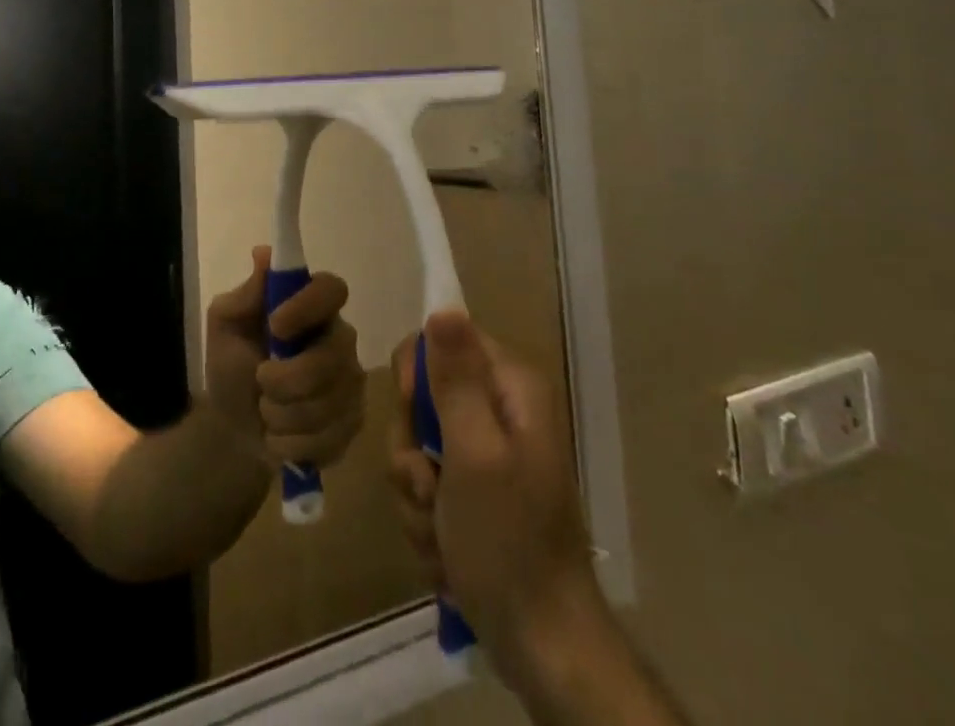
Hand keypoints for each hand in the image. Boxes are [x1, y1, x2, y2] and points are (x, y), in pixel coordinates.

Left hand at [204, 247, 364, 468]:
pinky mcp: (352, 424)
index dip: (308, 306)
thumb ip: (245, 294)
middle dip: (285, 379)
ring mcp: (351, 383)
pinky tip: (279, 436)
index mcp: (312, 306)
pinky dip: (291, 444)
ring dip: (281, 414)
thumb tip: (264, 254)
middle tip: (260, 379)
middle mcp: (340, 339)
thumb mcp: (225, 325)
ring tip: (266, 410)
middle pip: (331, 357)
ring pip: (327, 404)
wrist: (233, 427)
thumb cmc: (232, 364)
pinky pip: (328, 439)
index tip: (275, 325)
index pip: (332, 289)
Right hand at [388, 313, 601, 686]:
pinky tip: (446, 553)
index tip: (415, 418)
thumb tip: (444, 306)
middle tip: (430, 487)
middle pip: (422, 397)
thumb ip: (455, 380)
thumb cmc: (508, 543)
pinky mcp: (474, 494)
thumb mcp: (474, 453)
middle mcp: (499, 411)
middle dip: (412, 450)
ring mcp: (486, 455)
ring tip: (441, 532)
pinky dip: (426, 520)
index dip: (416, 377)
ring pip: (416, 446)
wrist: (542, 647)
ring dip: (415, 493)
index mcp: (510, 388)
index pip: (439, 341)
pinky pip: (425, 485)